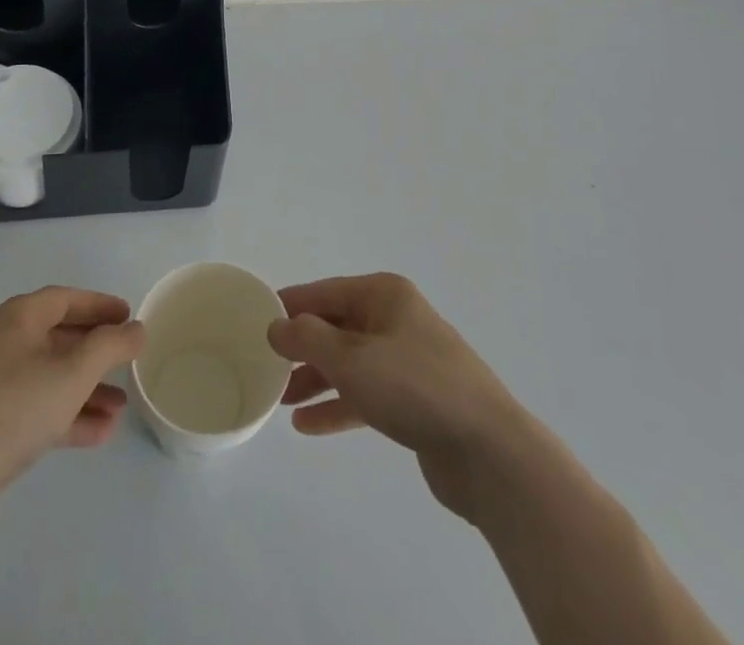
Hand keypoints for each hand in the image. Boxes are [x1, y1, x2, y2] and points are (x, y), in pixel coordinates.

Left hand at [0, 287, 144, 559]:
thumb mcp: (71, 373)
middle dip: (95, 351)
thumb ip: (110, 346)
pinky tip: (98, 434)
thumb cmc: (10, 412)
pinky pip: (35, 410)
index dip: (99, 305)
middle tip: (128, 360)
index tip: (129, 316)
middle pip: (57, 338)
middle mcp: (1, 345)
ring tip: (121, 408)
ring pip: (49, 378)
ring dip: (86, 390)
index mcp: (16, 319)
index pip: (65, 299)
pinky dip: (66, 416)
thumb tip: (136, 329)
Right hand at [268, 272, 527, 522]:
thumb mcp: (351, 359)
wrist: (488, 451)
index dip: (290, 306)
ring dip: (315, 379)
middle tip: (265, 367)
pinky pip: (365, 394)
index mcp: (384, 295)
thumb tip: (276, 325)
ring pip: (349, 363)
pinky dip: (338, 405)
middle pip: (337, 327)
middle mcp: (395, 319)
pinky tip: (307, 426)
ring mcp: (407, 360)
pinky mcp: (414, 400)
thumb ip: (307, 339)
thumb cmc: (414, 387)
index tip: (256, 320)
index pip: (325, 292)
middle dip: (301, 347)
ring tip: (280, 401)